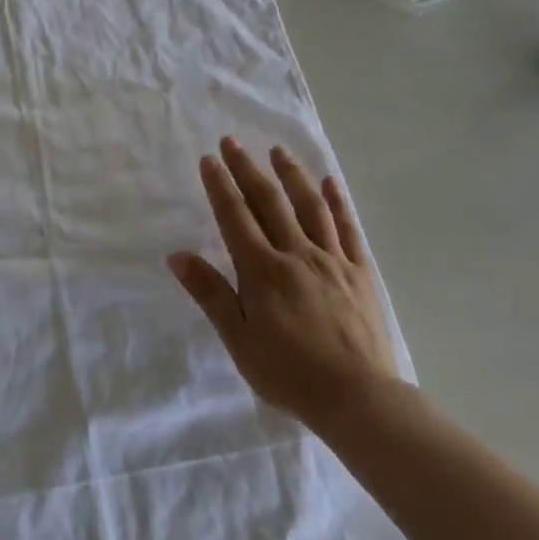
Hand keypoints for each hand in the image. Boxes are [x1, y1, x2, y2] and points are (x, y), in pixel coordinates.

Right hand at [169, 138, 397, 431]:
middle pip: (270, 202)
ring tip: (278, 151)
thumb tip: (177, 255)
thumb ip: (210, 293)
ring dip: (291, 175)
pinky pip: (348, 230)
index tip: (209, 159)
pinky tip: (330, 182)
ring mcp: (332, 260)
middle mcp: (297, 254)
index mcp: (263, 270)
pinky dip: (338, 203)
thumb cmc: (288, 372)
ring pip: (310, 207)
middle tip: (233, 142)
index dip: (220, 185)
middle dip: (248, 169)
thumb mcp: (238, 339)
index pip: (236, 217)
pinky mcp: (360, 273)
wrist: (358, 398)